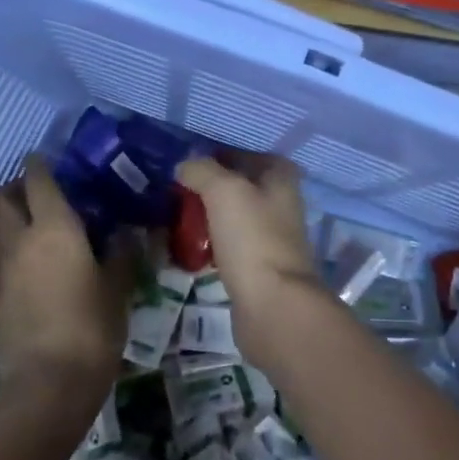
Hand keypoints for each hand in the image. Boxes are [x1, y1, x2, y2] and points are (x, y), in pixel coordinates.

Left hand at [0, 157, 138, 407]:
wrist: (50, 381)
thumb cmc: (93, 326)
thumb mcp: (117, 288)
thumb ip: (120, 255)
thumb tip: (124, 234)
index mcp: (55, 226)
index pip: (38, 180)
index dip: (38, 166)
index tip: (43, 161)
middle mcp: (20, 238)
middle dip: (11, 189)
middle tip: (31, 196)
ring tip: (13, 227)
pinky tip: (10, 262)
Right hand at [175, 153, 320, 309]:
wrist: (272, 304)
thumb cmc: (252, 238)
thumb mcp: (223, 190)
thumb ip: (202, 170)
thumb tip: (184, 166)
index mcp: (281, 179)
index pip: (247, 155)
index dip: (218, 155)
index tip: (187, 165)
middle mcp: (282, 204)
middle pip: (241, 187)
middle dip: (210, 188)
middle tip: (176, 192)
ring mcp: (272, 237)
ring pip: (235, 217)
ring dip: (210, 217)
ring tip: (177, 219)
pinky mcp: (260, 267)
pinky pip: (232, 246)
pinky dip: (213, 244)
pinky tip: (191, 248)